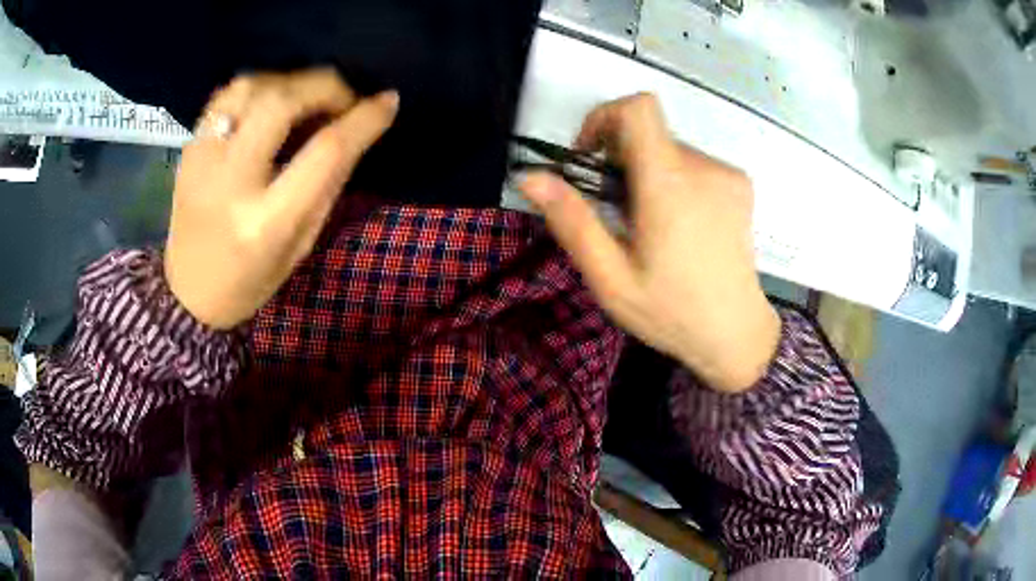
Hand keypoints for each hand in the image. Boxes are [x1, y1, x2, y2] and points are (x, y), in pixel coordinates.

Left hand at [165, 69, 398, 328]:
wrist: (188, 293)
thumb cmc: (250, 280)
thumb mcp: (301, 243)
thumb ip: (327, 183)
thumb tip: (357, 128)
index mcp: (266, 222)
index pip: (324, 152)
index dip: (363, 119)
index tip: (387, 102)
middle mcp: (230, 183)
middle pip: (281, 103)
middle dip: (324, 86)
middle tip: (343, 98)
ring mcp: (202, 160)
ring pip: (250, 87)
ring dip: (289, 81)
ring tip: (306, 97)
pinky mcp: (189, 149)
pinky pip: (225, 95)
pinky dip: (258, 87)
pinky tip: (271, 101)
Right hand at [520, 94, 779, 391]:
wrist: (737, 334)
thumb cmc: (671, 312)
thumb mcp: (611, 278)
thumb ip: (572, 222)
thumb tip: (531, 176)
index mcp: (669, 185)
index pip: (637, 108)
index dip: (604, 117)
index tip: (591, 157)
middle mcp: (703, 167)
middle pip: (648, 133)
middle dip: (621, 160)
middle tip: (617, 213)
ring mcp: (727, 174)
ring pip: (669, 149)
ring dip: (648, 173)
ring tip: (651, 227)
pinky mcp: (740, 185)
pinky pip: (694, 164)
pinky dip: (675, 181)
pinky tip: (679, 226)